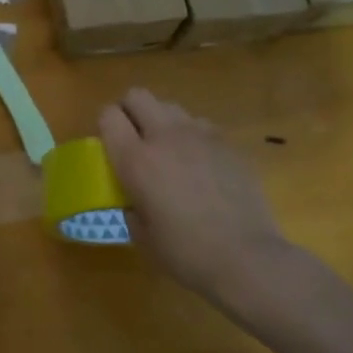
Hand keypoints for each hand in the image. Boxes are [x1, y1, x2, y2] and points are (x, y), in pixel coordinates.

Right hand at [99, 88, 291, 302]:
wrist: (246, 257)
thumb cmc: (186, 253)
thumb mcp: (142, 235)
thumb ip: (130, 206)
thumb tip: (134, 198)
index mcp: (135, 160)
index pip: (108, 115)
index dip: (106, 126)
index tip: (111, 146)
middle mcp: (165, 137)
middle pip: (138, 95)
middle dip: (131, 111)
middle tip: (135, 140)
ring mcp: (200, 135)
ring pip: (171, 106)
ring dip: (163, 122)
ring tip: (171, 152)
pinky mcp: (228, 142)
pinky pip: (201, 125)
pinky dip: (193, 137)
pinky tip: (201, 164)